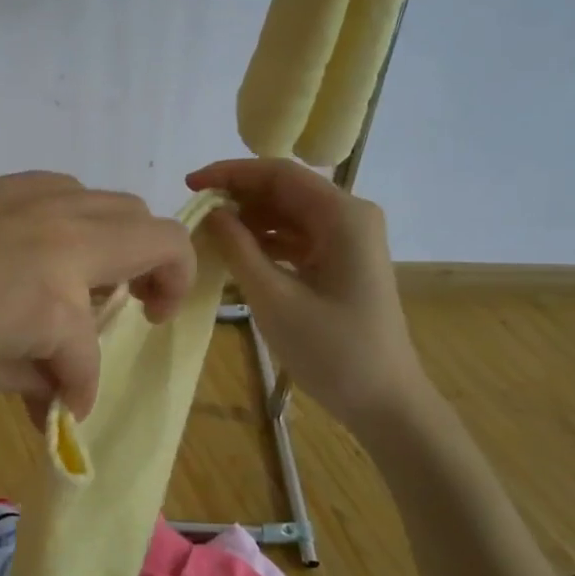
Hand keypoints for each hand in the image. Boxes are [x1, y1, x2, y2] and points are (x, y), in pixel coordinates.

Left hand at [0, 172, 194, 418]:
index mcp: (54, 293)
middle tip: (141, 313)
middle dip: (165, 278)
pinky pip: (59, 193)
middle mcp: (57, 231)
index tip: (64, 414)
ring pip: (111, 203)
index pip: (89, 354)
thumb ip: (32, 378)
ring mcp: (24, 196)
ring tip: (90, 282)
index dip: (83, 392)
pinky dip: (73, 224)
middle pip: (152, 235)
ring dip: (120, 244)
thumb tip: (58, 392)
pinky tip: (36, 254)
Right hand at [187, 158, 425, 424]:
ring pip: (290, 213)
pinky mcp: (343, 262)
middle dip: (239, 195)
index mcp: (343, 216)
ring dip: (250, 219)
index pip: (280, 174)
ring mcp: (349, 240)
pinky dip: (267, 240)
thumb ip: (239, 249)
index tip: (190, 184)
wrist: (384, 401)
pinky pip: (298, 237)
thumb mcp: (274, 298)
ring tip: (209, 233)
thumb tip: (212, 212)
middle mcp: (350, 216)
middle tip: (195, 211)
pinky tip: (236, 252)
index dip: (231, 173)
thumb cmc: (332, 351)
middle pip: (286, 190)